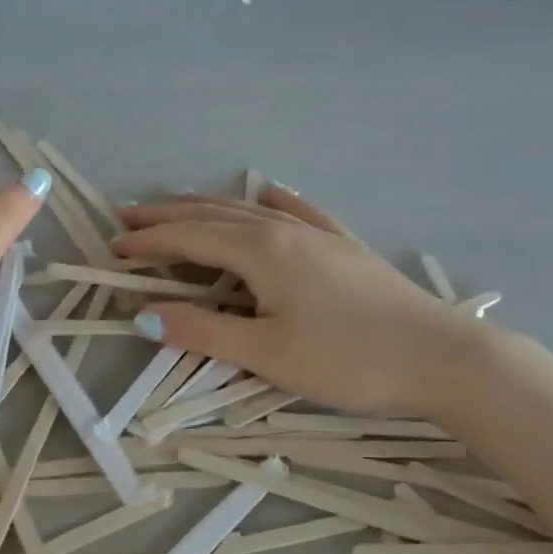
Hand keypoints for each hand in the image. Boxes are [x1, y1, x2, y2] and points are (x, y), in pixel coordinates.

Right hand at [111, 185, 487, 418]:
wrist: (439, 357)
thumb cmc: (347, 360)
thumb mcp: (267, 353)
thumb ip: (203, 331)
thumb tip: (144, 315)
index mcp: (262, 252)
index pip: (190, 239)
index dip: (149, 243)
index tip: (113, 247)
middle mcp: (285, 231)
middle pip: (214, 215)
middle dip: (168, 217)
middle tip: (128, 219)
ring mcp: (319, 235)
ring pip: (251, 210)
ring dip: (208, 207)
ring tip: (177, 206)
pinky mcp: (345, 247)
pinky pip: (299, 213)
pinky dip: (273, 202)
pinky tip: (269, 193)